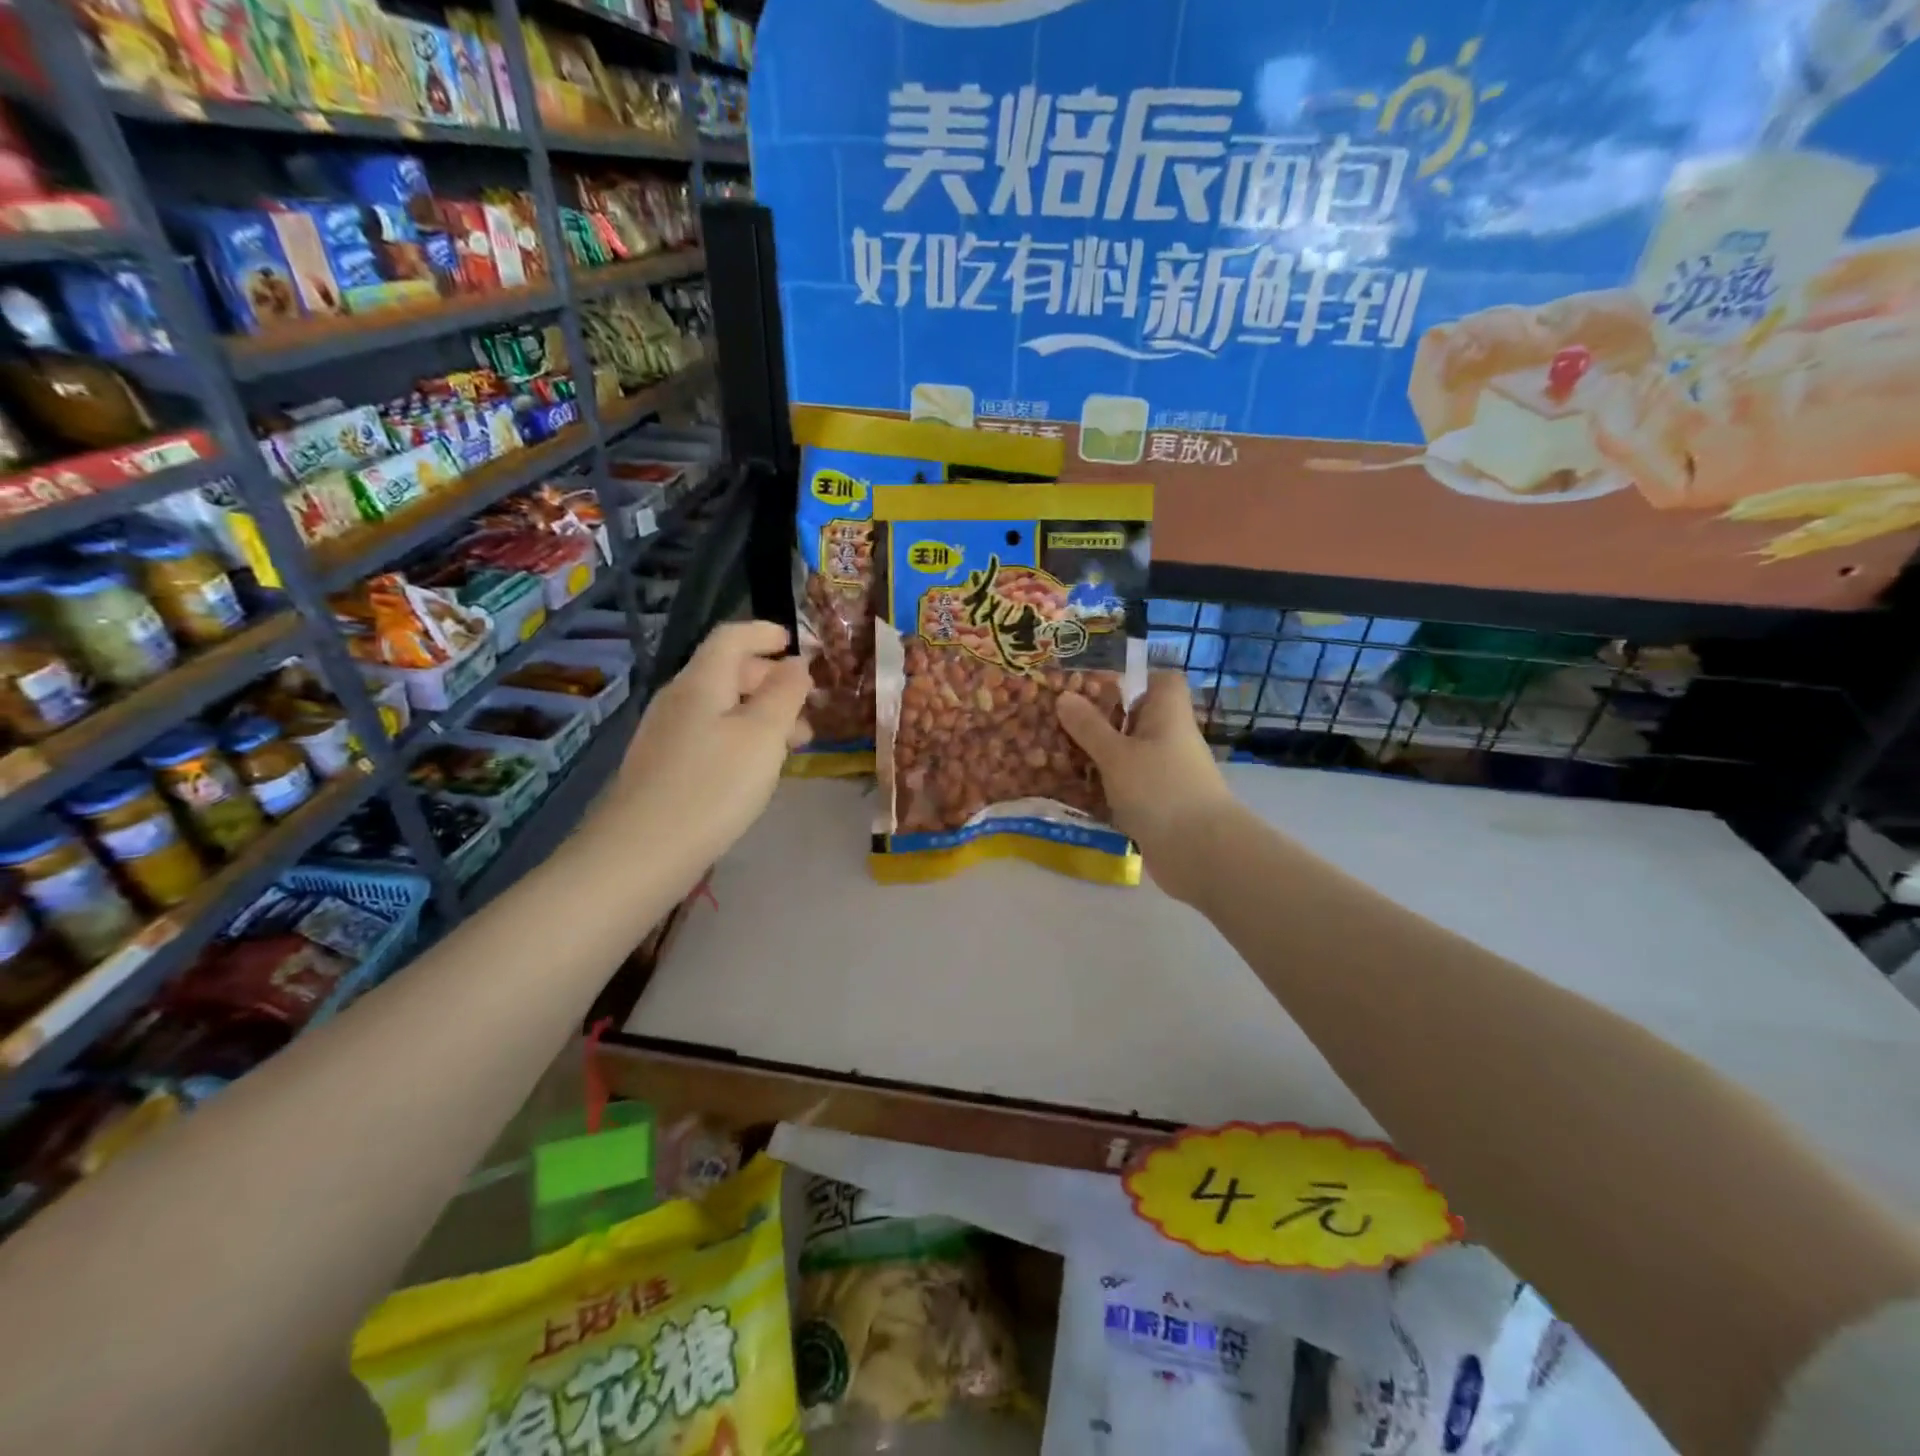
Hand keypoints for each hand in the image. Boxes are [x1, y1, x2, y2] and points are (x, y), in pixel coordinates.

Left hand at [588, 621, 811, 873]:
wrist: (642, 852)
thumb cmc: (713, 786)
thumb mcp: (764, 735)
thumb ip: (785, 693)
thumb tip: (797, 663)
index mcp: (702, 681)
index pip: (731, 637)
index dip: (764, 633)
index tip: (795, 643)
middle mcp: (679, 698)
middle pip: (727, 671)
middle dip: (771, 681)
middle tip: (807, 709)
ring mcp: (666, 733)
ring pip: (721, 707)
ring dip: (761, 715)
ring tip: (794, 746)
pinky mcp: (663, 765)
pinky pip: (710, 734)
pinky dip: (741, 738)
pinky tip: (756, 769)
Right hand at [1056, 670, 1236, 903]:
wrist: (1199, 852)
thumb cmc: (1159, 789)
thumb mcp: (1116, 754)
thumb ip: (1089, 727)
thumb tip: (1065, 696)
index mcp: (1168, 715)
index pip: (1162, 681)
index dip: (1135, 679)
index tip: (1099, 689)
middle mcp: (1171, 739)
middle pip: (1139, 719)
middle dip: (1103, 721)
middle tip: (1063, 723)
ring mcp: (1168, 774)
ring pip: (1131, 755)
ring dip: (1101, 757)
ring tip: (1060, 756)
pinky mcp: (1161, 805)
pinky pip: (1130, 786)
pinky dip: (1107, 788)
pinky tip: (1077, 792)